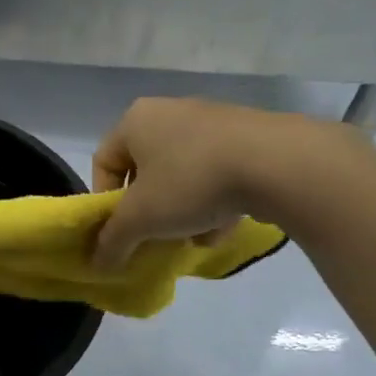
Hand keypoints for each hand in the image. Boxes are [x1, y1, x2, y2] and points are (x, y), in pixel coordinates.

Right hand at [91, 98, 351, 268]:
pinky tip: (225, 226)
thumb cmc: (191, 182)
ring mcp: (211, 121)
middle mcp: (169, 112)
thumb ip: (113, 241)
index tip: (121, 230)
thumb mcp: (141, 219)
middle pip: (146, 173)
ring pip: (183, 176)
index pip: (104, 162)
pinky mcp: (247, 135)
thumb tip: (97, 264)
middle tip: (157, 236)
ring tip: (197, 237)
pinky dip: (215, 200)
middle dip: (151, 211)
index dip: (106, 202)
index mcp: (136, 121)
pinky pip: (216, 172)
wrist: (278, 163)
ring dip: (183, 212)